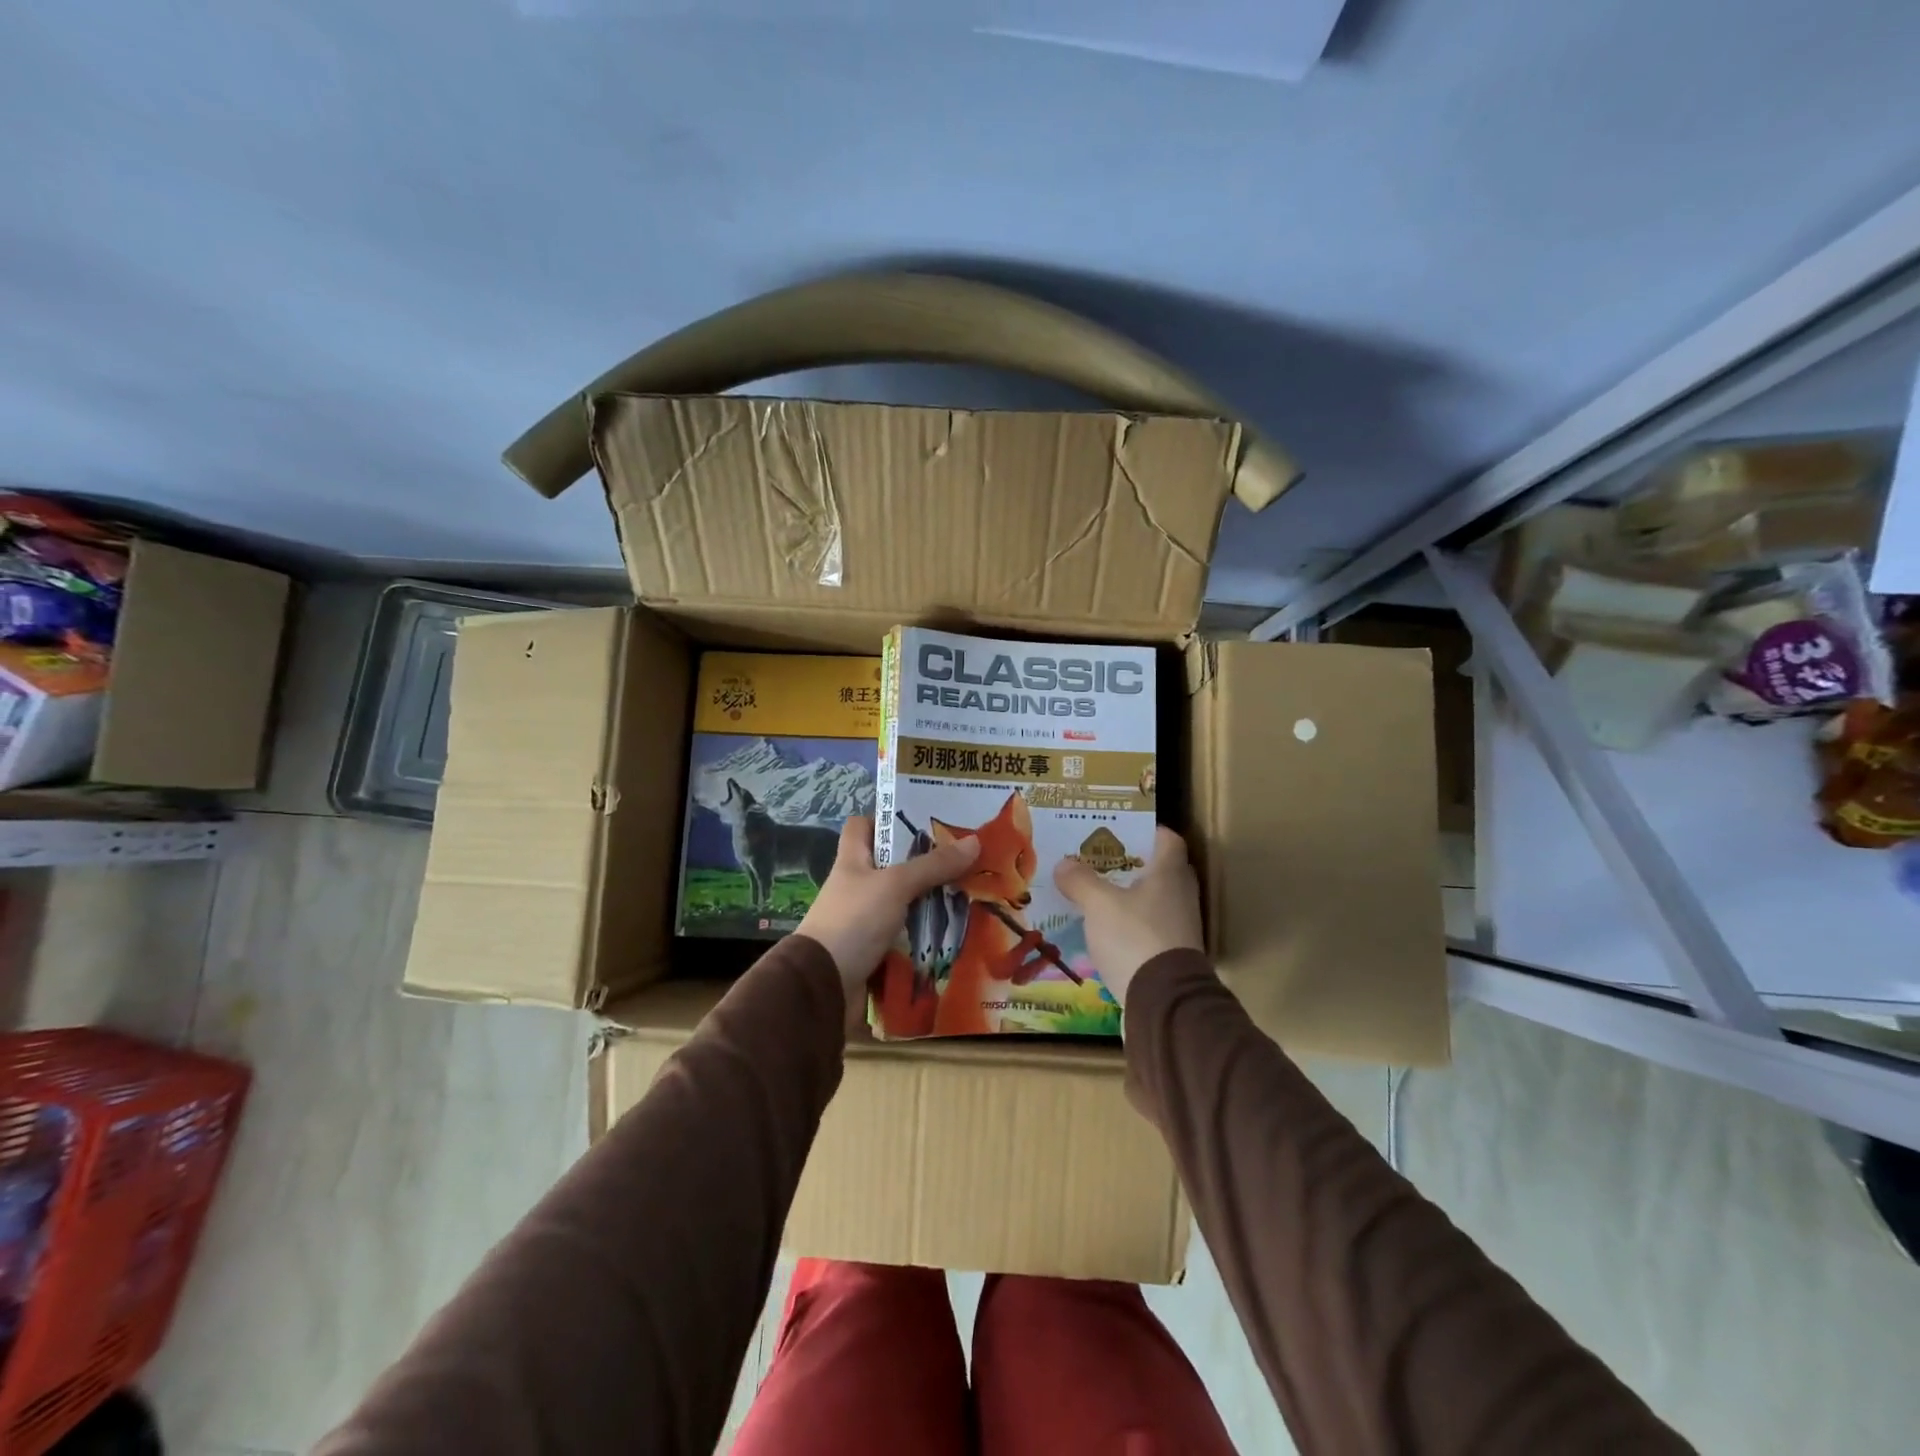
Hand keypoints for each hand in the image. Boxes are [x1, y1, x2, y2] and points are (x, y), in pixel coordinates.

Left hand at [797, 816, 979, 1012]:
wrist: (824, 987)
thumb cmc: (854, 922)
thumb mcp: (895, 885)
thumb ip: (933, 865)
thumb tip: (974, 840)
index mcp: (852, 861)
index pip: (862, 826)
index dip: (887, 818)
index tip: (923, 821)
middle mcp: (857, 887)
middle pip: (892, 865)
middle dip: (926, 863)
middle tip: (964, 859)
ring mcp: (865, 921)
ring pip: (904, 903)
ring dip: (932, 902)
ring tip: (972, 895)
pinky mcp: (875, 951)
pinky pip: (907, 937)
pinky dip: (927, 936)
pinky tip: (957, 932)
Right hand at [1053, 827, 1202, 1009]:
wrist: (1164, 1002)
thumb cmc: (1135, 937)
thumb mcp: (1099, 905)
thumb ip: (1081, 881)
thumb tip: (1064, 864)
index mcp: (1169, 873)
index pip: (1167, 839)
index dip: (1147, 830)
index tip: (1121, 830)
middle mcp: (1182, 896)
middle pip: (1162, 869)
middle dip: (1133, 864)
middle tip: (1102, 861)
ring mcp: (1181, 928)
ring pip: (1156, 900)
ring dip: (1131, 896)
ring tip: (1098, 894)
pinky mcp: (1173, 955)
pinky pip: (1151, 928)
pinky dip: (1132, 925)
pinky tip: (1107, 931)